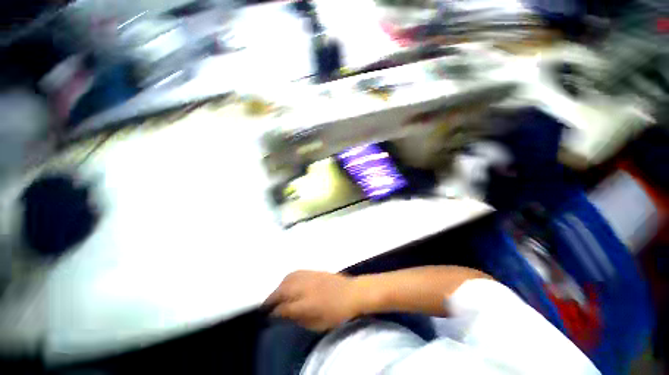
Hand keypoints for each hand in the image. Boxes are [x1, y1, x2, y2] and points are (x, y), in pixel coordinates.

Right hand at [264, 271, 363, 331]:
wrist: (352, 293)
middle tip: (267, 304)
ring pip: (288, 279)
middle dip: (272, 297)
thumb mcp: (319, 324)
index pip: (284, 308)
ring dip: (279, 286)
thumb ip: (300, 320)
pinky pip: (296, 272)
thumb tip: (286, 316)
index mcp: (306, 304)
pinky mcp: (314, 271)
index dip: (275, 312)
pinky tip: (288, 282)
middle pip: (283, 290)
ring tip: (276, 293)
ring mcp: (309, 277)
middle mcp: (305, 288)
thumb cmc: (338, 313)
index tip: (270, 315)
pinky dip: (289, 278)